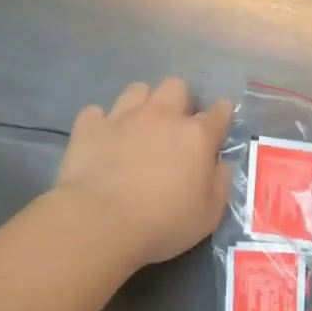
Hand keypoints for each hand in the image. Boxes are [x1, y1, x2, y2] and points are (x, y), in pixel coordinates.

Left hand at [55, 78, 233, 268]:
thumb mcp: (209, 214)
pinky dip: (101, 123)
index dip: (221, 115)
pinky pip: (96, 112)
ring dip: (142, 104)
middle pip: (176, 86)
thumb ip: (220, 183)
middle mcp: (162, 116)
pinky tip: (102, 140)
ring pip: (137, 90)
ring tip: (138, 127)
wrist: (100, 224)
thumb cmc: (162, 223)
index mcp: (196, 136)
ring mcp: (123, 117)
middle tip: (175, 126)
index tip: (219, 126)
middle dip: (179, 100)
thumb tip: (220, 164)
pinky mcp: (89, 127)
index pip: (219, 111)